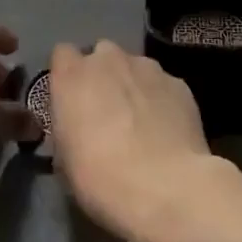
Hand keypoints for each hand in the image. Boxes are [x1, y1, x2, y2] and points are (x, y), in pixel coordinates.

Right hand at [49, 41, 224, 241]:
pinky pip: (163, 86)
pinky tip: (168, 133)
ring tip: (143, 125)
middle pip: (102, 55)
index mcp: (72, 75)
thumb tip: (76, 129)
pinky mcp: (178, 83)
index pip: (62, 54)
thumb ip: (67, 129)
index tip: (73, 101)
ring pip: (135, 68)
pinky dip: (162, 102)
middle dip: (104, 76)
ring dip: (134, 87)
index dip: (68, 76)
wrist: (166, 187)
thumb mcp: (65, 161)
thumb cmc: (102, 178)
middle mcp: (108, 59)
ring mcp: (147, 67)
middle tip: (108, 113)